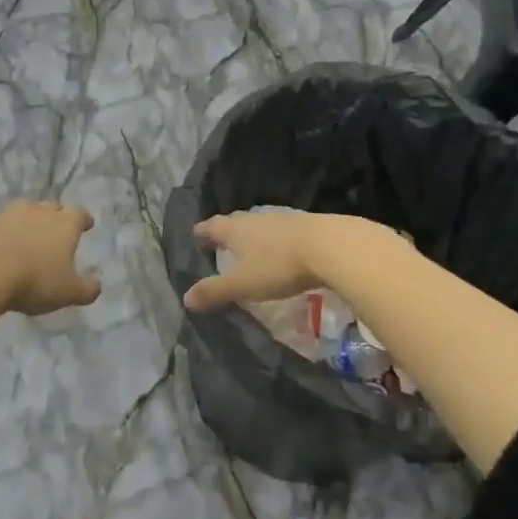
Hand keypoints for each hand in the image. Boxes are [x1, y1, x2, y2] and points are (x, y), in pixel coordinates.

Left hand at [0, 201, 101, 315]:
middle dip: (56, 216)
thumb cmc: (34, 280)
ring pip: (24, 210)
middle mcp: (39, 212)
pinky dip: (2, 230)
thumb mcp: (68, 292)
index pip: (79, 215)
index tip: (87, 224)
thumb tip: (96, 286)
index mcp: (64, 225)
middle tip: (56, 230)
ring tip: (27, 234)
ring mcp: (9, 214)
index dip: (84, 220)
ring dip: (28, 219)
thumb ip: (86, 289)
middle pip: (51, 207)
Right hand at [183, 211, 327, 310]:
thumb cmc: (279, 265)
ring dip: (253, 236)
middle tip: (220, 242)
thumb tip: (186, 298)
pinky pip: (283, 232)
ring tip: (250, 248)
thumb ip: (215, 291)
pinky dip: (276, 241)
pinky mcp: (307, 226)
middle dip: (227, 232)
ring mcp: (283, 220)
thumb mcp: (243, 284)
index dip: (203, 231)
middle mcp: (257, 220)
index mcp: (236, 230)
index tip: (195, 233)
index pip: (213, 226)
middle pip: (236, 222)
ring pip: (260, 226)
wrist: (331, 247)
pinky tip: (282, 251)